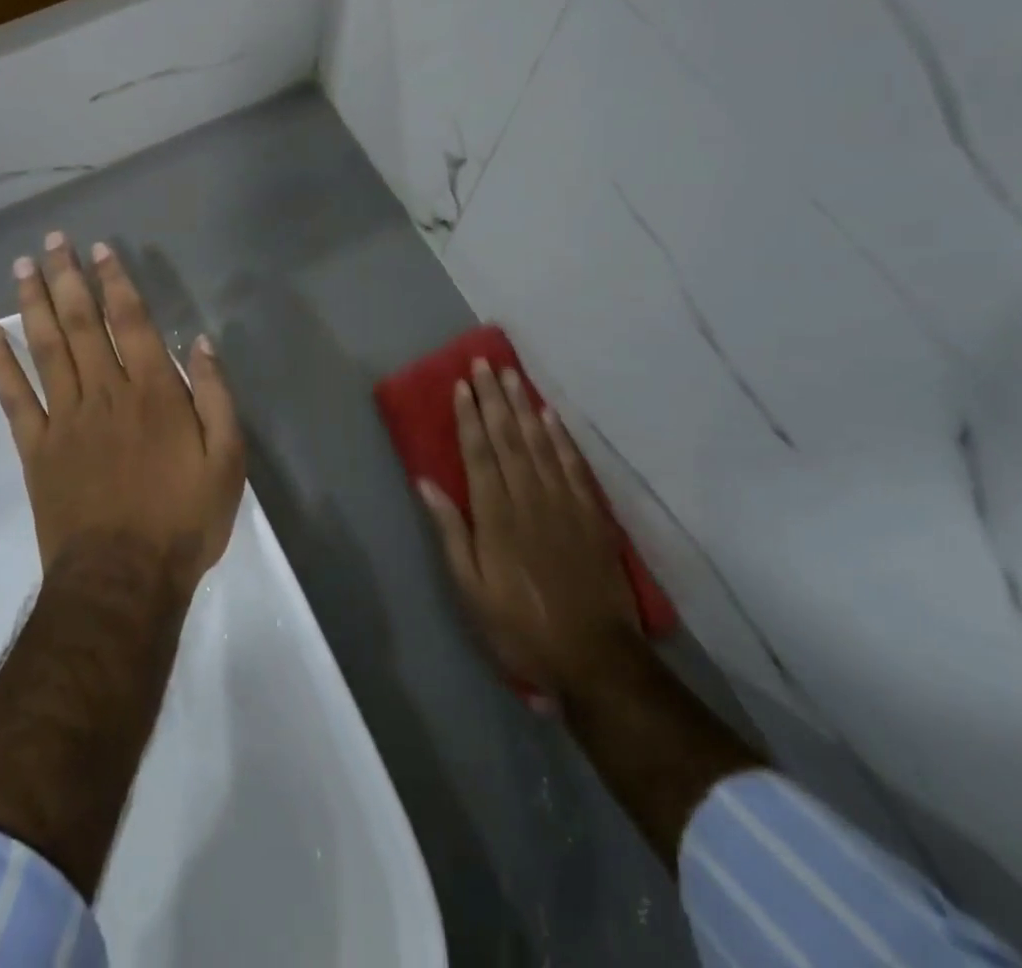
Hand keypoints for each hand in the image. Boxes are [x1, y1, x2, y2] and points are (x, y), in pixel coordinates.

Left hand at [0, 232, 243, 594]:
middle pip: (82, 324)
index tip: (100, 250)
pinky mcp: (37, 448)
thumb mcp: (228, 460)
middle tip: (52, 241)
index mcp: (154, 392)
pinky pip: (14, 398)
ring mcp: (66, 418)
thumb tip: (201, 343)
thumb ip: (215, 397)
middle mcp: (106, 393)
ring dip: (34, 304)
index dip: (116, 282)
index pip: (132, 322)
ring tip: (22, 268)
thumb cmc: (184, 520)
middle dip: (68, 278)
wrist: (123, 580)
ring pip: (47, 348)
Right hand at [421, 360, 639, 698]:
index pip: (479, 454)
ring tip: (512, 375)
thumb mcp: (471, 590)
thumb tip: (426, 482)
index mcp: (495, 516)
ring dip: (524, 406)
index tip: (461, 385)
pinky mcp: (591, 515)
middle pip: (508, 438)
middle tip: (484, 363)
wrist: (595, 659)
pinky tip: (551, 416)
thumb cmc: (520, 626)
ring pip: (541, 443)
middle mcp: (529, 498)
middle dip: (494, 398)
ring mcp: (564, 504)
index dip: (468, 417)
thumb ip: (450, 532)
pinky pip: (574, 466)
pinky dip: (562, 438)